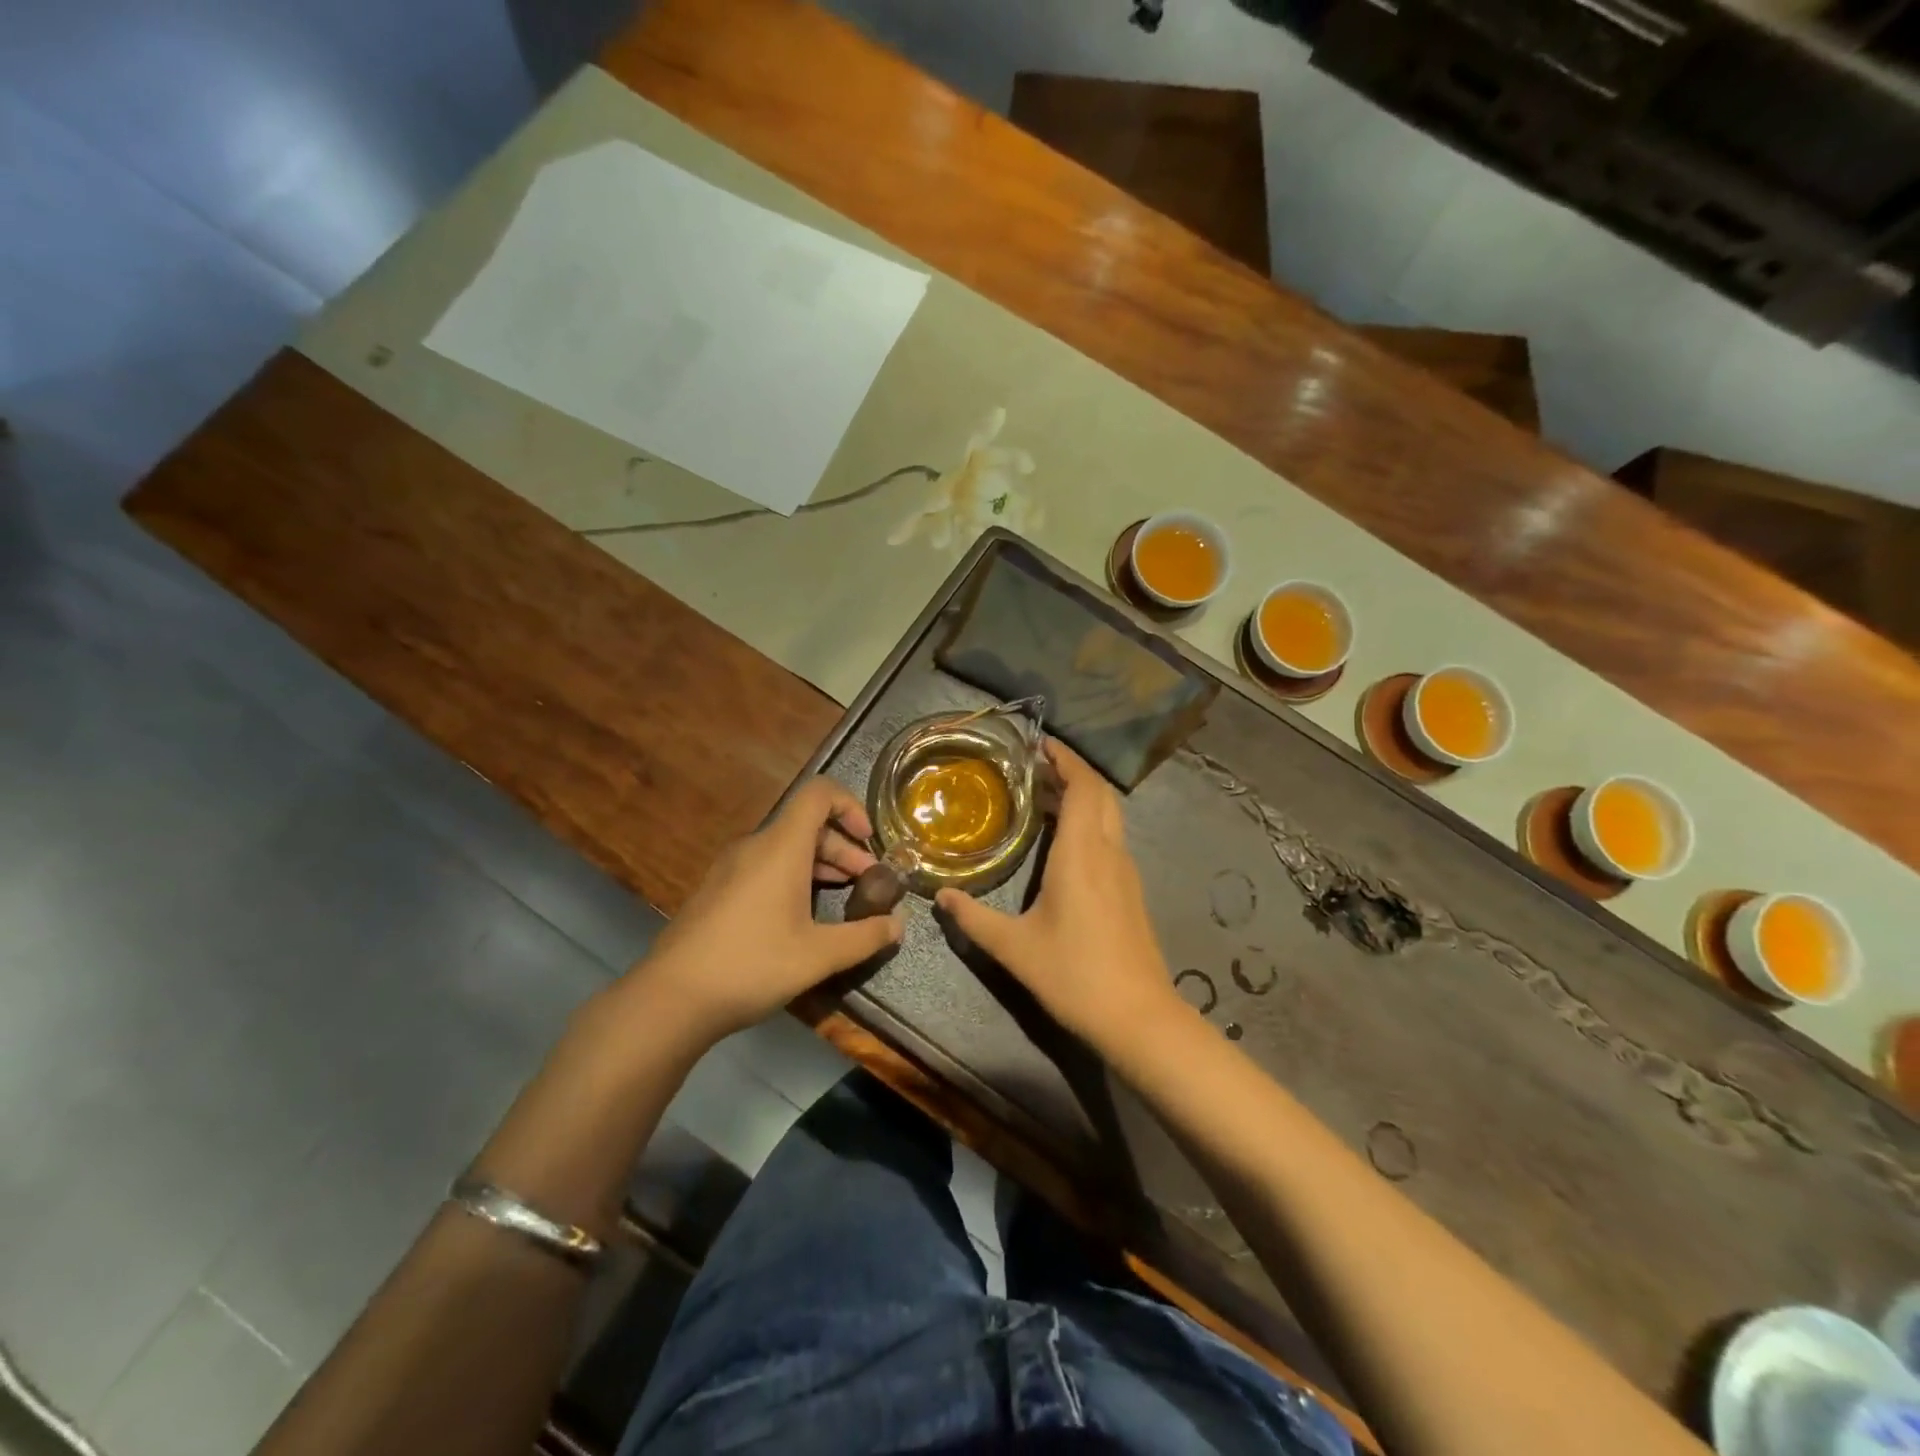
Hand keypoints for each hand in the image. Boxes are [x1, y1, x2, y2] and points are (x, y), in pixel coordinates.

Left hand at [635, 778, 904, 1042]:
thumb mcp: (819, 955)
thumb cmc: (752, 965)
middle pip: (807, 824)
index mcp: (780, 847)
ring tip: (843, 896)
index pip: (819, 793)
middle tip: (867, 882)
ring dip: (821, 864)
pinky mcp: (718, 890)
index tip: (870, 841)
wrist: (671, 998)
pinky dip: (794, 876)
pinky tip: (802, 916)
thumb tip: (898, 926)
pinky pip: (765, 866)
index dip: (851, 805)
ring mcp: (730, 867)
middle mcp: (754, 846)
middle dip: (844, 847)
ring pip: (786, 847)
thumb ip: (865, 937)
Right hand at [935, 741, 1173, 1049]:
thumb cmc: (1074, 975)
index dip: (1065, 759)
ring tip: (1046, 794)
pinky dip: (1090, 820)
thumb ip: (973, 919)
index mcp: (1082, 853)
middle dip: (1072, 771)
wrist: (1138, 1016)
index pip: (1083, 787)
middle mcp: (1109, 852)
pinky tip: (1066, 839)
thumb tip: (942, 897)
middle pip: (1100, 793)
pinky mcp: (1131, 890)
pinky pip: (1111, 836)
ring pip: (1109, 814)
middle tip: (1036, 764)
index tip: (1040, 743)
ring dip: (1083, 795)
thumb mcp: (1014, 948)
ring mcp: (1125, 871)